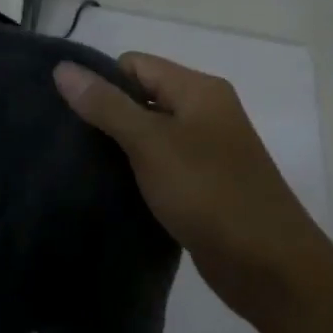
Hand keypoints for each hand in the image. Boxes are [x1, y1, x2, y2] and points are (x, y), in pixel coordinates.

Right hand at [53, 54, 323, 332]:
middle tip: (69, 144)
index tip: (70, 116)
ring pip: (148, 134)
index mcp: (198, 90)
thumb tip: (62, 68)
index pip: (134, 65)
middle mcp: (204, 112)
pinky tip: (110, 190)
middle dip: (105, 116)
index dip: (101, 83)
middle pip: (140, 97)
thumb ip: (106, 105)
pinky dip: (136, 173)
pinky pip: (159, 165)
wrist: (270, 267)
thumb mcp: (151, 144)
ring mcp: (205, 150)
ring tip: (83, 168)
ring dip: (119, 148)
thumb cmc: (210, 194)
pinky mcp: (202, 185)